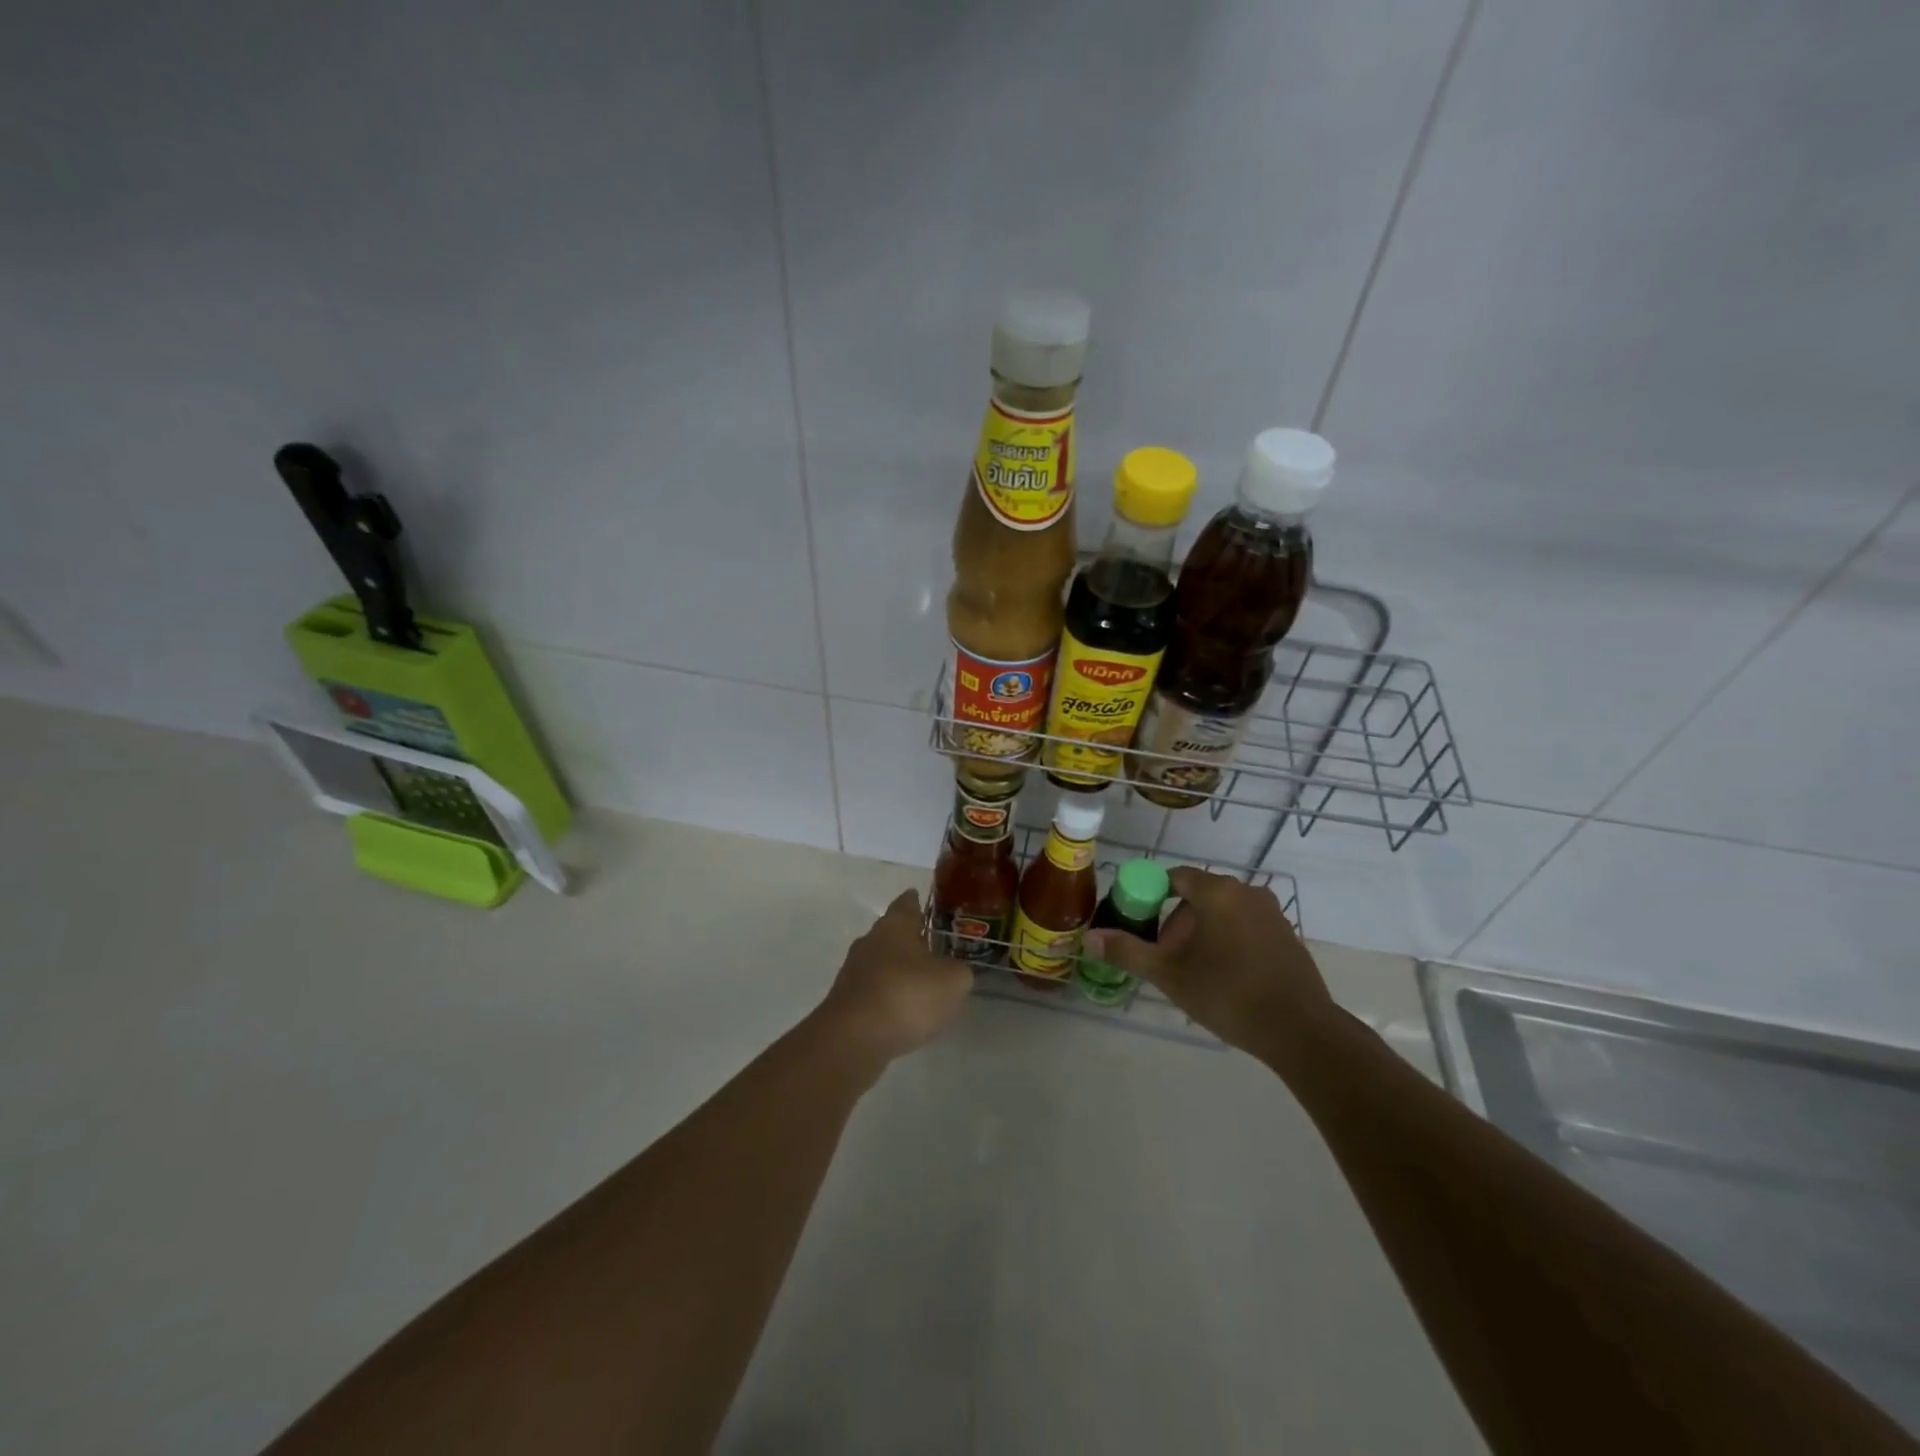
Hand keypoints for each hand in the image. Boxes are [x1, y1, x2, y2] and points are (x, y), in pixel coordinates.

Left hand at [817, 891, 972, 1065]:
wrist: (854, 1039)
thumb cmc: (907, 995)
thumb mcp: (953, 981)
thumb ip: (959, 970)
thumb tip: (954, 970)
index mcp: (895, 925)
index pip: (907, 903)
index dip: (918, 901)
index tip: (925, 901)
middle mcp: (870, 940)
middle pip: (892, 932)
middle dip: (910, 938)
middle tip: (933, 945)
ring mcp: (854, 971)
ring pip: (881, 962)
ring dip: (899, 970)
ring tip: (922, 982)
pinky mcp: (847, 1001)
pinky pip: (874, 990)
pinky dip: (889, 996)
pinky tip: (903, 1011)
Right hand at [1083, 868, 1336, 1056]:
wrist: (1300, 1031)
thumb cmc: (1228, 993)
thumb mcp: (1169, 974)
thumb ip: (1127, 951)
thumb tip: (1088, 938)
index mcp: (1217, 892)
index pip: (1174, 878)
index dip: (1152, 898)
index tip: (1142, 926)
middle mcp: (1247, 892)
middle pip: (1198, 897)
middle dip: (1177, 924)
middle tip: (1167, 960)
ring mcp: (1272, 914)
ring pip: (1223, 914)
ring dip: (1203, 936)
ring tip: (1195, 975)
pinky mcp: (1288, 936)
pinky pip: (1246, 928)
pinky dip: (1229, 944)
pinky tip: (1226, 980)